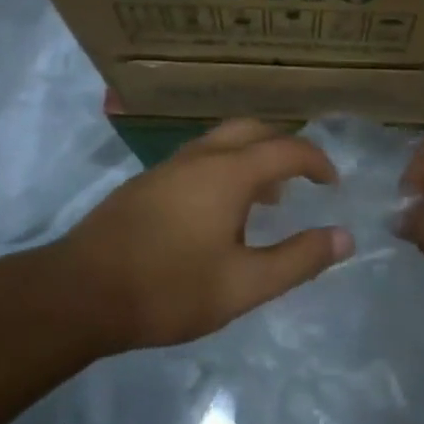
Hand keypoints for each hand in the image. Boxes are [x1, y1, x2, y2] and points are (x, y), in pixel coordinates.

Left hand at [56, 119, 353, 352]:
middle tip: (302, 179)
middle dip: (284, 147)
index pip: (287, 149)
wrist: (79, 293)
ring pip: (221, 142)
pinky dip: (224, 168)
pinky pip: (199, 158)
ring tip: (265, 199)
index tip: (333, 184)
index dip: (317, 162)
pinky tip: (217, 212)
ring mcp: (168, 167)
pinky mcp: (146, 183)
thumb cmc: (168, 289)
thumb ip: (298, 259)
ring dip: (252, 157)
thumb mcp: (243, 285)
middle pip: (252, 130)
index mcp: (229, 173)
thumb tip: (344, 237)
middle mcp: (200, 157)